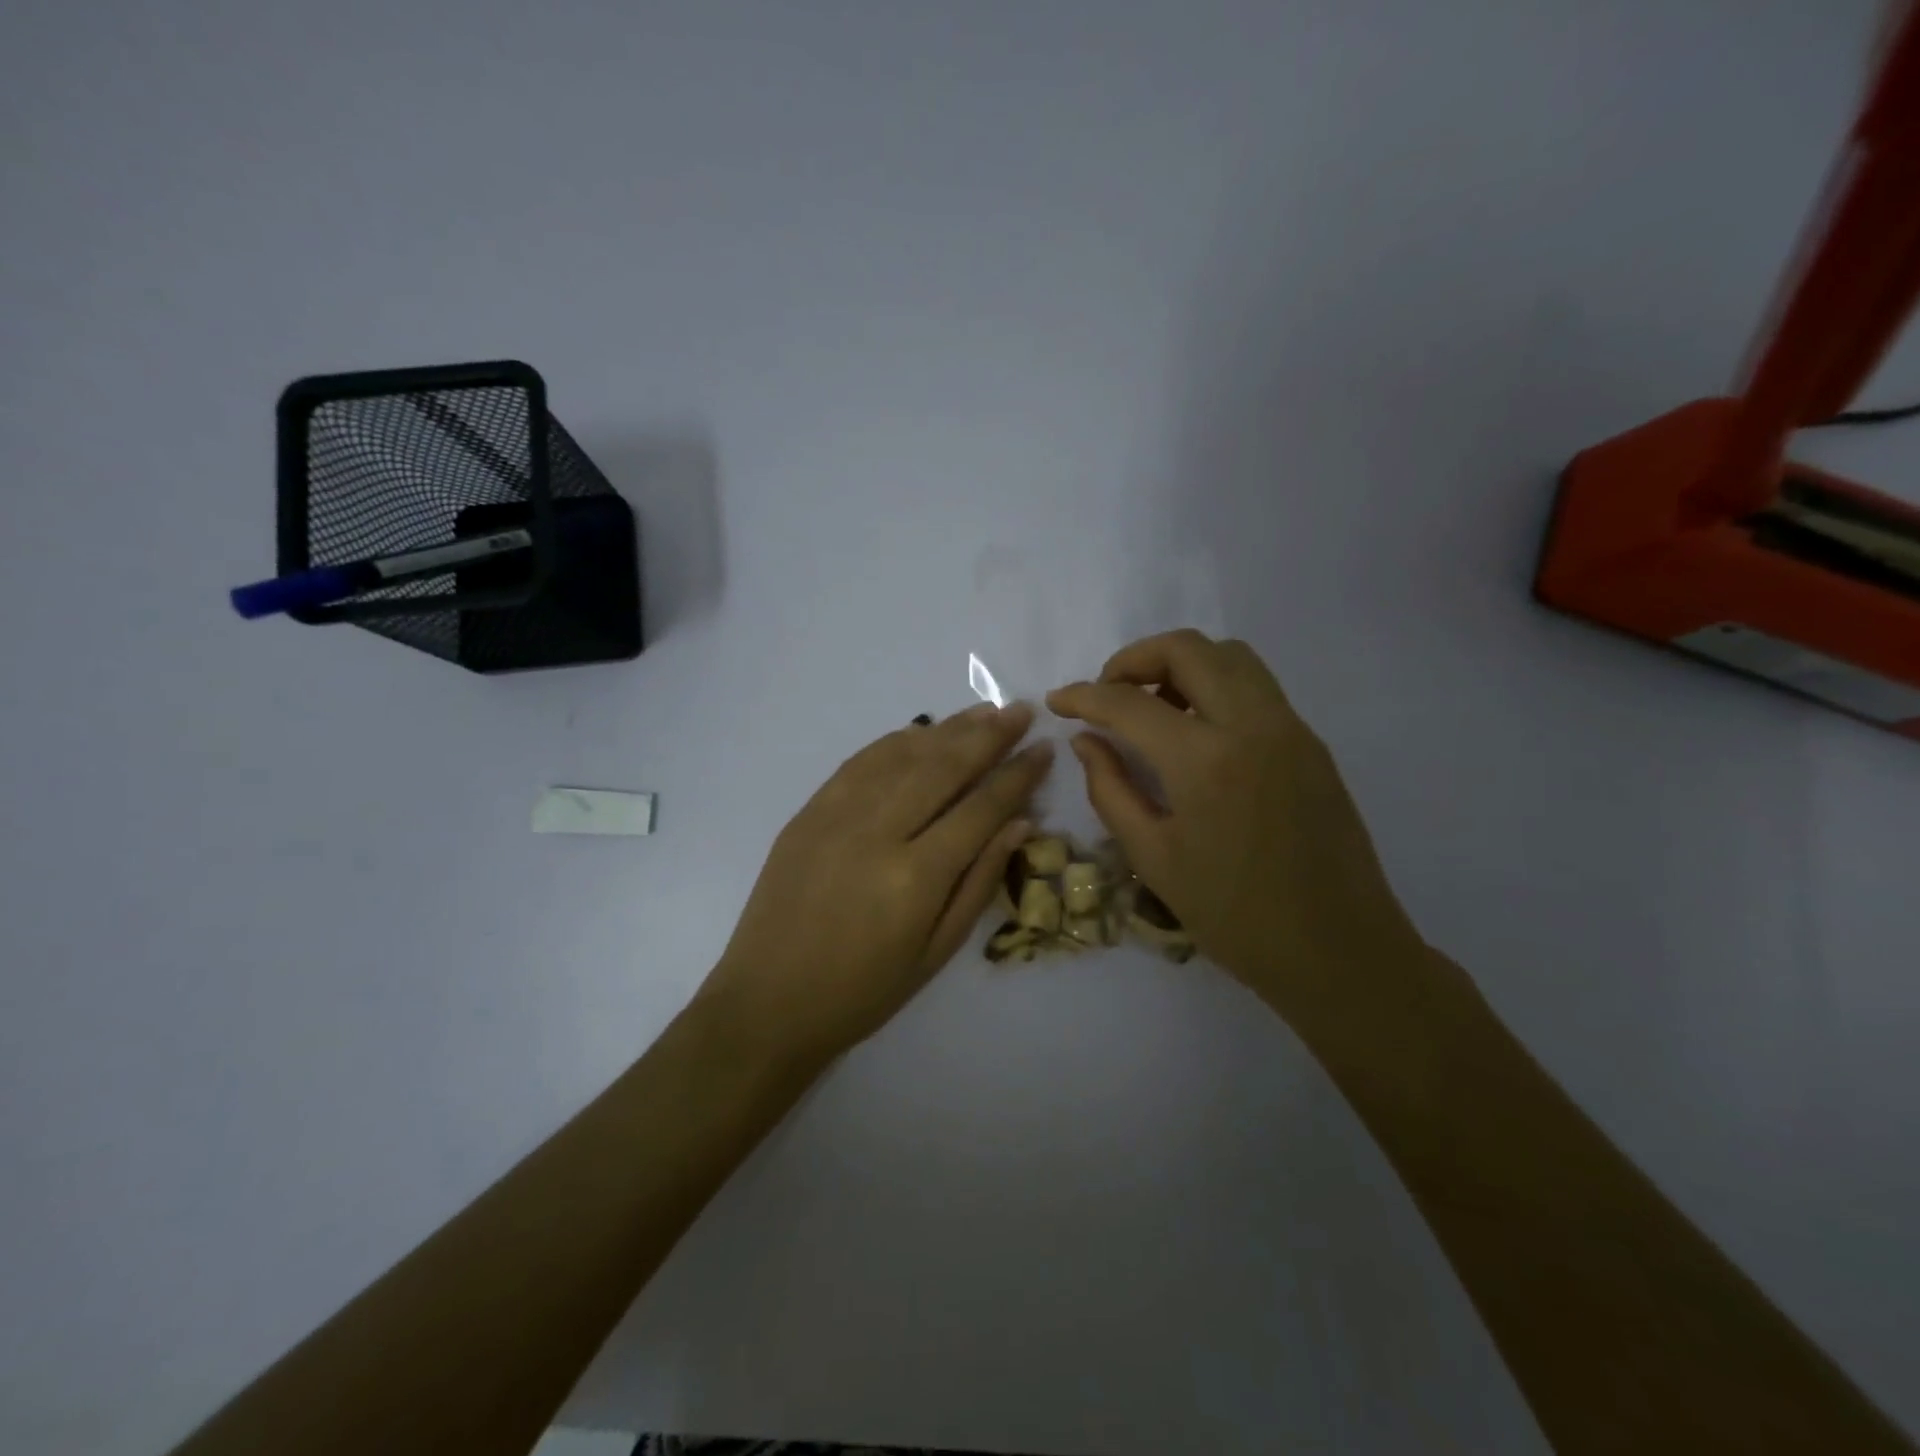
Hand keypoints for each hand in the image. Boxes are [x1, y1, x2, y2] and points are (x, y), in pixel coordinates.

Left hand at [698, 703, 1052, 1065]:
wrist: (768, 1002)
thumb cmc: (862, 992)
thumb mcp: (936, 952)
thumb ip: (979, 882)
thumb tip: (1019, 823)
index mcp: (915, 876)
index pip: (981, 809)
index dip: (1017, 776)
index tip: (1043, 749)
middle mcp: (878, 832)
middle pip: (943, 767)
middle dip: (988, 736)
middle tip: (1020, 711)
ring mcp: (836, 815)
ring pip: (902, 755)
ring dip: (947, 729)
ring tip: (983, 712)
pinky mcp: (808, 811)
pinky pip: (860, 762)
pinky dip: (895, 741)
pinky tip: (921, 730)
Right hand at [1048, 630, 1418, 1016]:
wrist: (1338, 951)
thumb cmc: (1234, 917)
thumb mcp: (1154, 859)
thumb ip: (1111, 790)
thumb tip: (1086, 741)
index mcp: (1205, 762)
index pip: (1130, 702)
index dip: (1084, 696)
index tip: (1058, 701)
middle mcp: (1252, 726)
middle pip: (1187, 649)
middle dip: (1133, 659)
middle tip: (1107, 696)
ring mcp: (1290, 728)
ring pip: (1229, 656)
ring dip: (1180, 664)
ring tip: (1152, 708)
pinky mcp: (1310, 742)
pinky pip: (1255, 686)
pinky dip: (1214, 684)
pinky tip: (1194, 730)